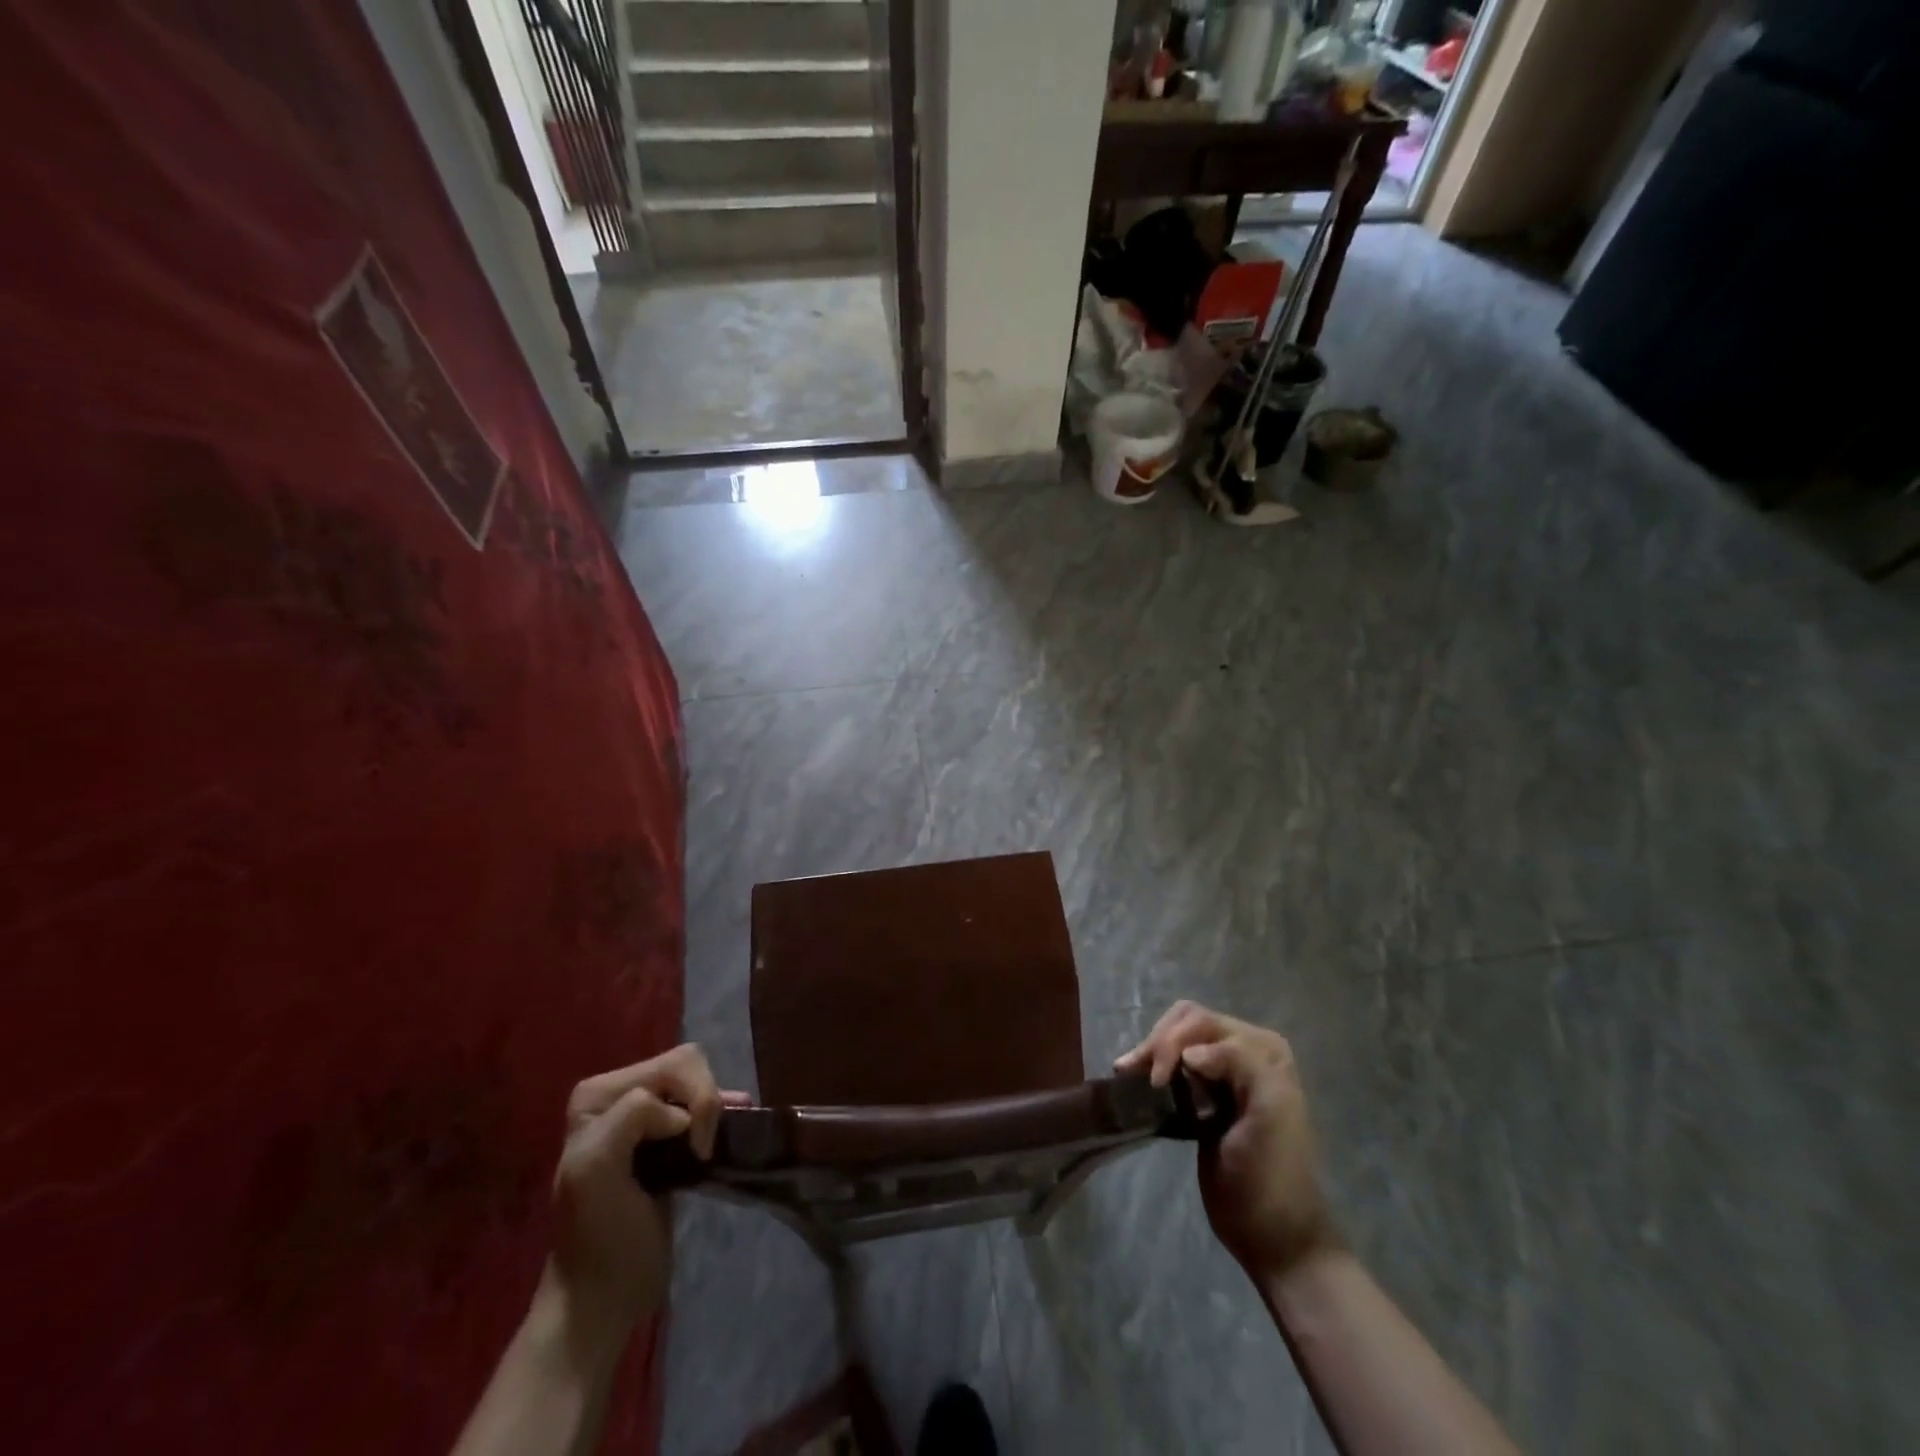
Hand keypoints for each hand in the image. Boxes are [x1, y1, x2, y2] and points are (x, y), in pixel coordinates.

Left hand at [541, 1044, 749, 1352]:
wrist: (603, 1298)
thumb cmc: (597, 1237)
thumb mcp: (594, 1168)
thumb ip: (631, 1116)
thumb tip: (681, 1117)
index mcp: (598, 1095)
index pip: (671, 1066)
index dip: (694, 1100)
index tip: (694, 1150)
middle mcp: (618, 1096)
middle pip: (687, 1066)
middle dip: (706, 1100)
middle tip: (704, 1149)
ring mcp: (644, 1118)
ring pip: (698, 1082)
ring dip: (715, 1107)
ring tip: (716, 1144)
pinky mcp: (668, 1141)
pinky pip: (702, 1105)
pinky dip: (722, 1111)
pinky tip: (736, 1123)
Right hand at [1117, 1001, 1337, 1278]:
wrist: (1271, 1233)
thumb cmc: (1271, 1173)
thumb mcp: (1270, 1112)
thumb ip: (1240, 1063)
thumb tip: (1188, 1054)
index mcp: (1264, 1049)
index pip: (1204, 1022)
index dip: (1174, 1043)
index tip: (1157, 1081)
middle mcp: (1245, 1051)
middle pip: (1187, 1023)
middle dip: (1159, 1042)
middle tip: (1137, 1075)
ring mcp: (1223, 1074)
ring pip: (1176, 1039)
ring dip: (1150, 1050)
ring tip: (1126, 1072)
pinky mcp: (1203, 1096)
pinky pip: (1173, 1064)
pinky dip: (1151, 1064)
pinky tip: (1132, 1077)